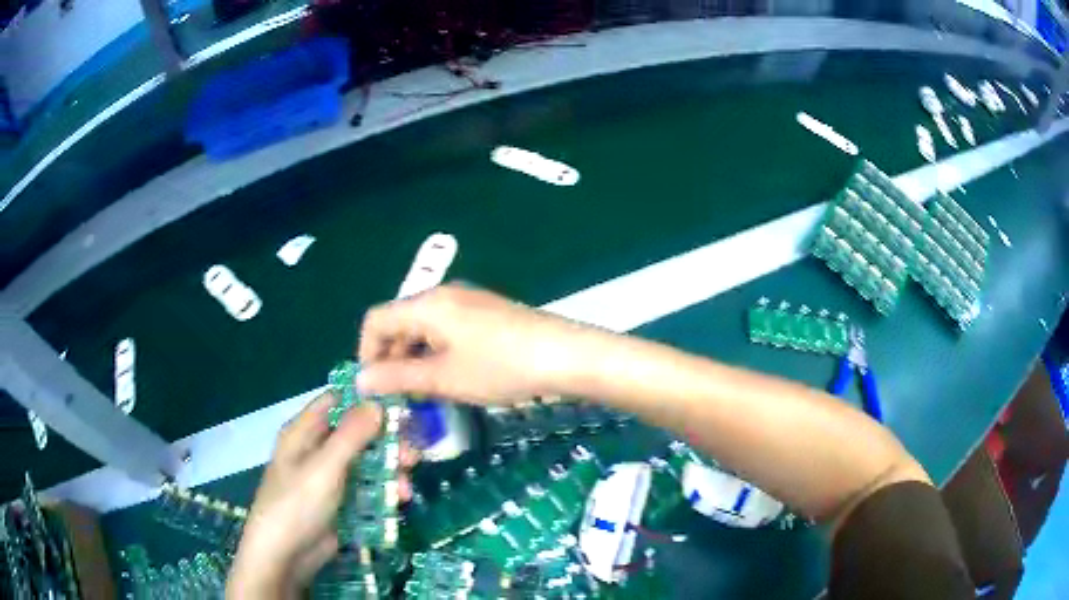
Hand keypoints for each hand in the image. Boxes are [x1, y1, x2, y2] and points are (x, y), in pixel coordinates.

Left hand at [227, 395, 415, 598]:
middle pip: (357, 435)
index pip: (337, 402)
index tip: (401, 407)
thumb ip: (352, 435)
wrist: (285, 556)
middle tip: (413, 456)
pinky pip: (366, 489)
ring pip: (366, 464)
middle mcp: (317, 450)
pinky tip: (398, 501)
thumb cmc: (297, 504)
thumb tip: (378, 403)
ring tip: (405, 488)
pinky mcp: (341, 503)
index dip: (367, 400)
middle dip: (386, 443)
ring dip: (389, 472)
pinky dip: (383, 492)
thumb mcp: (325, 467)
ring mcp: (330, 478)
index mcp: (305, 432)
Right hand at [356, 284, 595, 404]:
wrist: (565, 355)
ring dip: (415, 359)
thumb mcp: (444, 378)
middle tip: (402, 397)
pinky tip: (451, 378)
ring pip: (423, 328)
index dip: (368, 354)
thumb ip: (398, 378)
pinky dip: (437, 353)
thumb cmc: (500, 367)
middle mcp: (442, 294)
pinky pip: (446, 329)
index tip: (377, 389)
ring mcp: (466, 301)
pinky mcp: (484, 312)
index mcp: (426, 304)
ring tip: (426, 393)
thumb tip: (361, 381)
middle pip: (399, 322)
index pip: (376, 321)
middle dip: (393, 360)